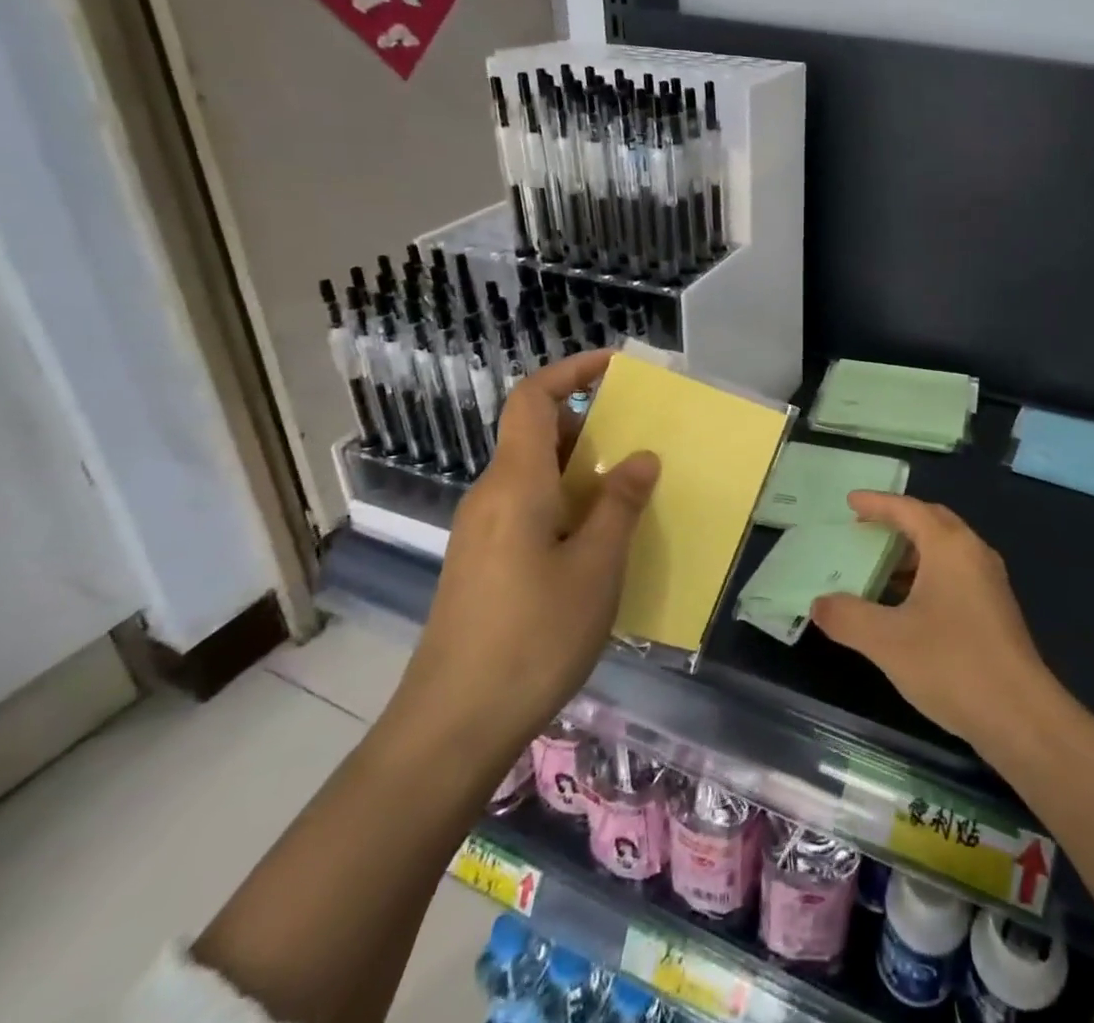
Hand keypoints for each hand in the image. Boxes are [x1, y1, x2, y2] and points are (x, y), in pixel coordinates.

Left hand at [389, 351, 659, 760]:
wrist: (452, 727)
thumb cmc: (532, 636)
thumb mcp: (595, 567)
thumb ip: (619, 505)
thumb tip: (640, 457)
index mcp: (516, 483)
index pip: (533, 399)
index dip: (572, 371)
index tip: (617, 367)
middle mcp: (492, 496)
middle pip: (536, 434)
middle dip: (589, 424)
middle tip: (641, 438)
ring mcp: (482, 532)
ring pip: (535, 475)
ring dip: (582, 469)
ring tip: (632, 490)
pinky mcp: (483, 564)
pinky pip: (529, 509)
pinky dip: (567, 503)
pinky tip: (600, 541)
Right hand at [811, 494, 1050, 744]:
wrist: (1020, 715)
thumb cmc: (951, 664)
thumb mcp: (887, 641)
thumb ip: (847, 617)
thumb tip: (819, 603)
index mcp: (949, 547)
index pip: (908, 509)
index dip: (877, 503)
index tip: (850, 501)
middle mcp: (973, 553)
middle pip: (932, 522)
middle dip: (898, 521)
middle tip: (865, 527)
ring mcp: (989, 582)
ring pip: (946, 551)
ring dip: (912, 552)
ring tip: (879, 568)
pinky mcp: (995, 610)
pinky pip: (955, 574)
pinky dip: (927, 576)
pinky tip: (908, 606)